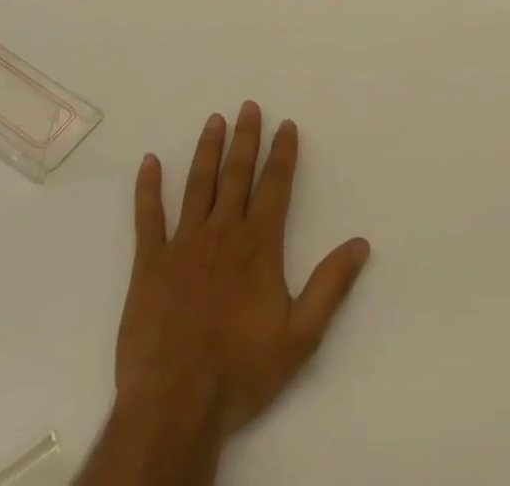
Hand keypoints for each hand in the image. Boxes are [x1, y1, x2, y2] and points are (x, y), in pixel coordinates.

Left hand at [113, 101, 370, 442]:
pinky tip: (149, 162)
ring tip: (214, 120)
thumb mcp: (301, 336)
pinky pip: (148, 218)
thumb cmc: (241, 370)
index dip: (283, 153)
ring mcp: (183, 244)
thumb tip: (361, 243)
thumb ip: (331, 286)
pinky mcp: (150, 264)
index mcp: (259, 245)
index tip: (286, 125)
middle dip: (246, 138)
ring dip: (207, 150)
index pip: (275, 186)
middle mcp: (223, 232)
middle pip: (237, 175)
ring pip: (198, 185)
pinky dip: (148, 188)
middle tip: (249, 106)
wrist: (176, 403)